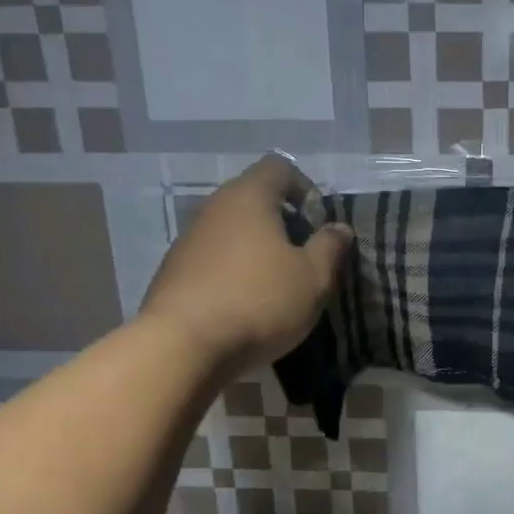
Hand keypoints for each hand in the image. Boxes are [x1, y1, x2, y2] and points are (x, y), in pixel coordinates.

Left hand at [140, 155, 352, 371]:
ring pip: (233, 231)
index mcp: (249, 197)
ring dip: (258, 250)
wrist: (183, 346)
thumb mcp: (313, 277)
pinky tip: (247, 305)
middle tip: (305, 258)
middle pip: (254, 199)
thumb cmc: (259, 301)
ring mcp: (189, 240)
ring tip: (278, 286)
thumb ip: (330, 247)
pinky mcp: (174, 272)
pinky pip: (214, 259)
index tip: (319, 224)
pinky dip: (235, 272)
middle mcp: (214, 208)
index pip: (279, 167)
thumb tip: (339, 228)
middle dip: (284, 223)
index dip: (305, 188)